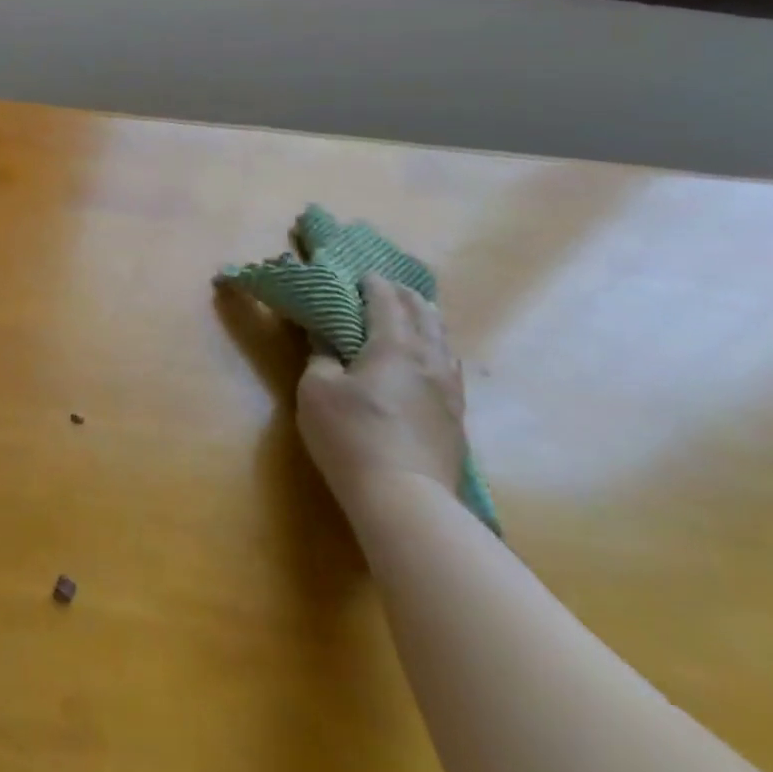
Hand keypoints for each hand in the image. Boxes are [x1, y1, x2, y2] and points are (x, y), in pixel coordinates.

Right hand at [296, 275, 468, 524]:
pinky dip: (434, 348)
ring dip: (424, 320)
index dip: (372, 283)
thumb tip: (326, 339)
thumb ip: (321, 357)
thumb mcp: (317, 389)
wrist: (405, 497)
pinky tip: (428, 359)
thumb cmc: (351, 434)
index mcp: (394, 344)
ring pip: (442, 339)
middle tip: (384, 286)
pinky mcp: (455, 415)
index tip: (358, 273)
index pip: (386, 300)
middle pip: (422, 314)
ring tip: (412, 314)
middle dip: (403, 295)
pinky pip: (447, 365)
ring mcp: (448, 388)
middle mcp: (429, 358)